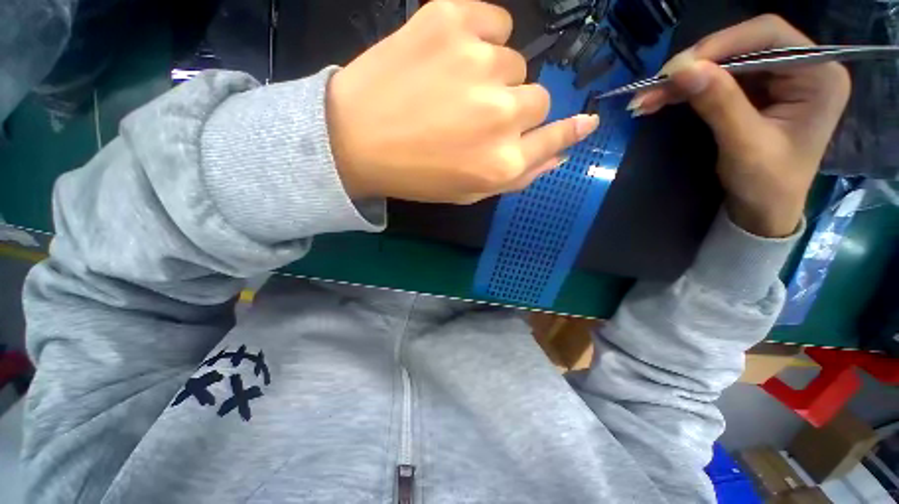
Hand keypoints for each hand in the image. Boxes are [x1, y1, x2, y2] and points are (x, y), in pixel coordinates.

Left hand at [326, 0, 598, 204]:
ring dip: (493, 78)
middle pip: (538, 98)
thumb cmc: (417, 175)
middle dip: (515, 109)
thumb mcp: (469, 190)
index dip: (570, 130)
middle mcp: (501, 114)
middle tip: (476, 116)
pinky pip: (495, 21)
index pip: (555, 138)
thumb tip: (559, 153)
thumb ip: (518, 176)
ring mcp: (479, 63)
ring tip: (453, 91)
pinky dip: (483, 36)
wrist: (356, 140)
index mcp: (502, 162)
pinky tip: (454, 56)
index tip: (585, 123)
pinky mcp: (452, 20)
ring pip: (515, 63)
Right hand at [629, 15, 850, 236]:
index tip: (678, 68)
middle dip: (696, 64)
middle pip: (743, 45)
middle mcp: (802, 67)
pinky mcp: (756, 90)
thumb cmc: (767, 185)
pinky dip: (686, 89)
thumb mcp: (745, 145)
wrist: (764, 209)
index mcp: (818, 76)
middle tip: (655, 84)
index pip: (769, 36)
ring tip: (647, 97)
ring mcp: (778, 77)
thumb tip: (683, 69)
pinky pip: (716, 79)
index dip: (722, 43)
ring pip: (724, 61)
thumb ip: (720, 103)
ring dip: (683, 79)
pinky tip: (660, 99)